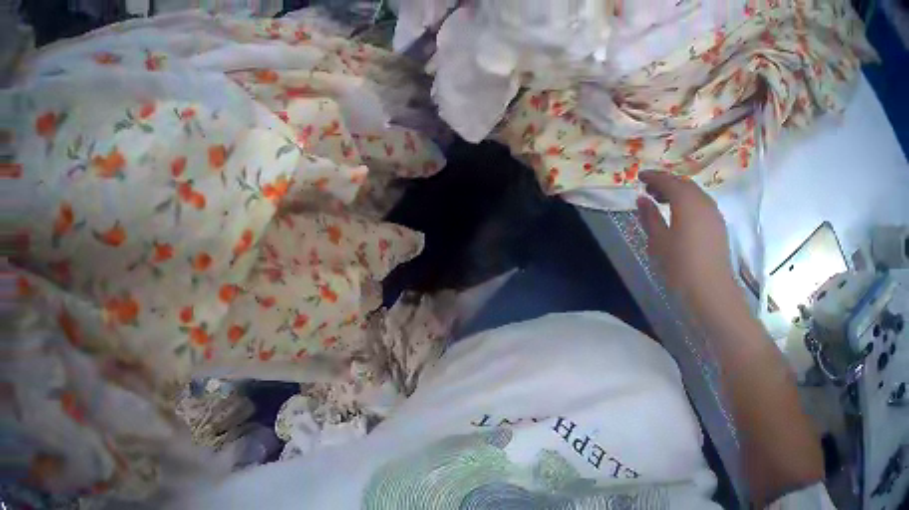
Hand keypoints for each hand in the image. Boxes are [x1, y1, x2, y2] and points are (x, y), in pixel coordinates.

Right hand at [636, 171, 742, 315]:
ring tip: (665, 204)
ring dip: (679, 193)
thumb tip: (642, 199)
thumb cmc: (682, 265)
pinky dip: (690, 203)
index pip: (666, 179)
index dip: (652, 176)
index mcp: (685, 199)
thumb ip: (650, 217)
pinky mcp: (719, 224)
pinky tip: (683, 218)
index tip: (639, 177)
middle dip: (666, 183)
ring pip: (694, 193)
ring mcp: (713, 211)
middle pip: (682, 183)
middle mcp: (701, 199)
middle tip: (651, 191)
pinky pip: (702, 204)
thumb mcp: (659, 242)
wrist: (712, 289)